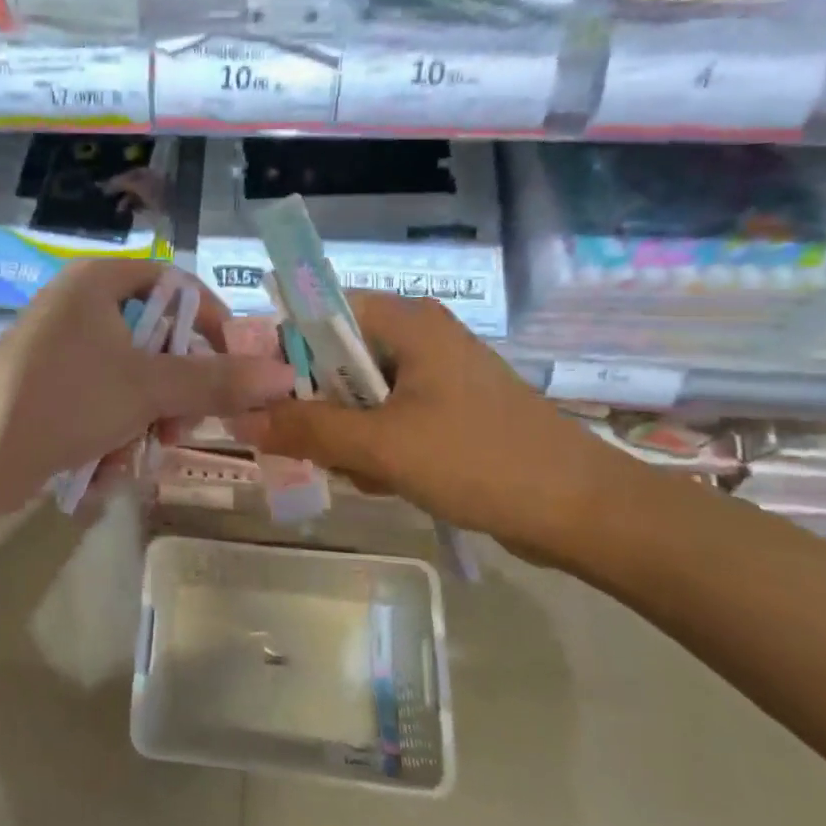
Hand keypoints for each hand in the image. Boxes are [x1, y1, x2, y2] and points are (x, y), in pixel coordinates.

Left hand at [0, 259, 294, 511]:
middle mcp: (83, 311)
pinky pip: (107, 413)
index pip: (176, 285)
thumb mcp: (146, 388)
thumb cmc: (61, 397)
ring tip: (132, 457)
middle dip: (173, 395)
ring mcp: (67, 357)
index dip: (211, 322)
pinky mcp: (55, 398)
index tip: (236, 365)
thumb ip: (215, 381)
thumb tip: (285, 377)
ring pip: (137, 387)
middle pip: (160, 344)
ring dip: (144, 428)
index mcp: (99, 284)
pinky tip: (101, 471)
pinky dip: (113, 443)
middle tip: (180, 427)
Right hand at [234, 291, 628, 561]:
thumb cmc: (480, 461)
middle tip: (309, 447)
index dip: (284, 350)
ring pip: (359, 392)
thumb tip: (239, 419)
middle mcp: (418, 336)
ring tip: (357, 473)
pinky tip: (381, 481)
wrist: (586, 513)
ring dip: (344, 432)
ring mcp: (436, 374)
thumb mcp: (382, 446)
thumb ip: (307, 430)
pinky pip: (387, 416)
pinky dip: (374, 444)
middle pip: (336, 355)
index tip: (263, 396)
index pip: (319, 312)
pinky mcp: (448, 409)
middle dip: (317, 404)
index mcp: (406, 322)